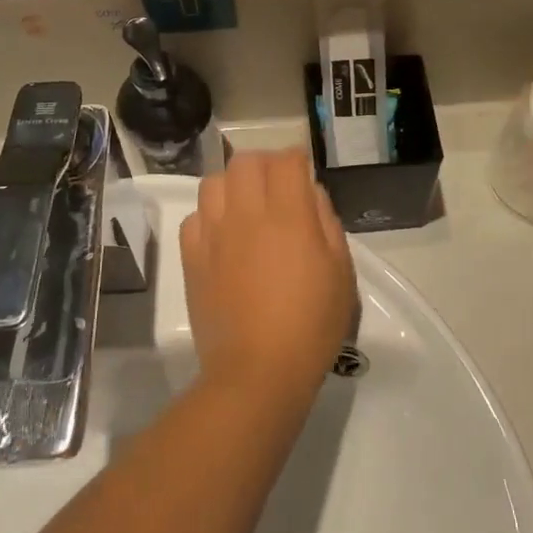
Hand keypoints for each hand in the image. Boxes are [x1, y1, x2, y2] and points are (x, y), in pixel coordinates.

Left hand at [179, 150, 356, 403]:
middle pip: (245, 162)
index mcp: (288, 217)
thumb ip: (327, 223)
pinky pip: (194, 217)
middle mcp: (247, 215)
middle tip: (275, 186)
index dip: (296, 160)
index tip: (302, 173)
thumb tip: (310, 194)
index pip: (286, 161)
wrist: (257, 373)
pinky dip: (209, 216)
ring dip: (232, 185)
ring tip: (245, 206)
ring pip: (213, 182)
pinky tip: (222, 236)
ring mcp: (214, 234)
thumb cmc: (311, 326)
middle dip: (263, 164)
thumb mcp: (341, 274)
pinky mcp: (191, 257)